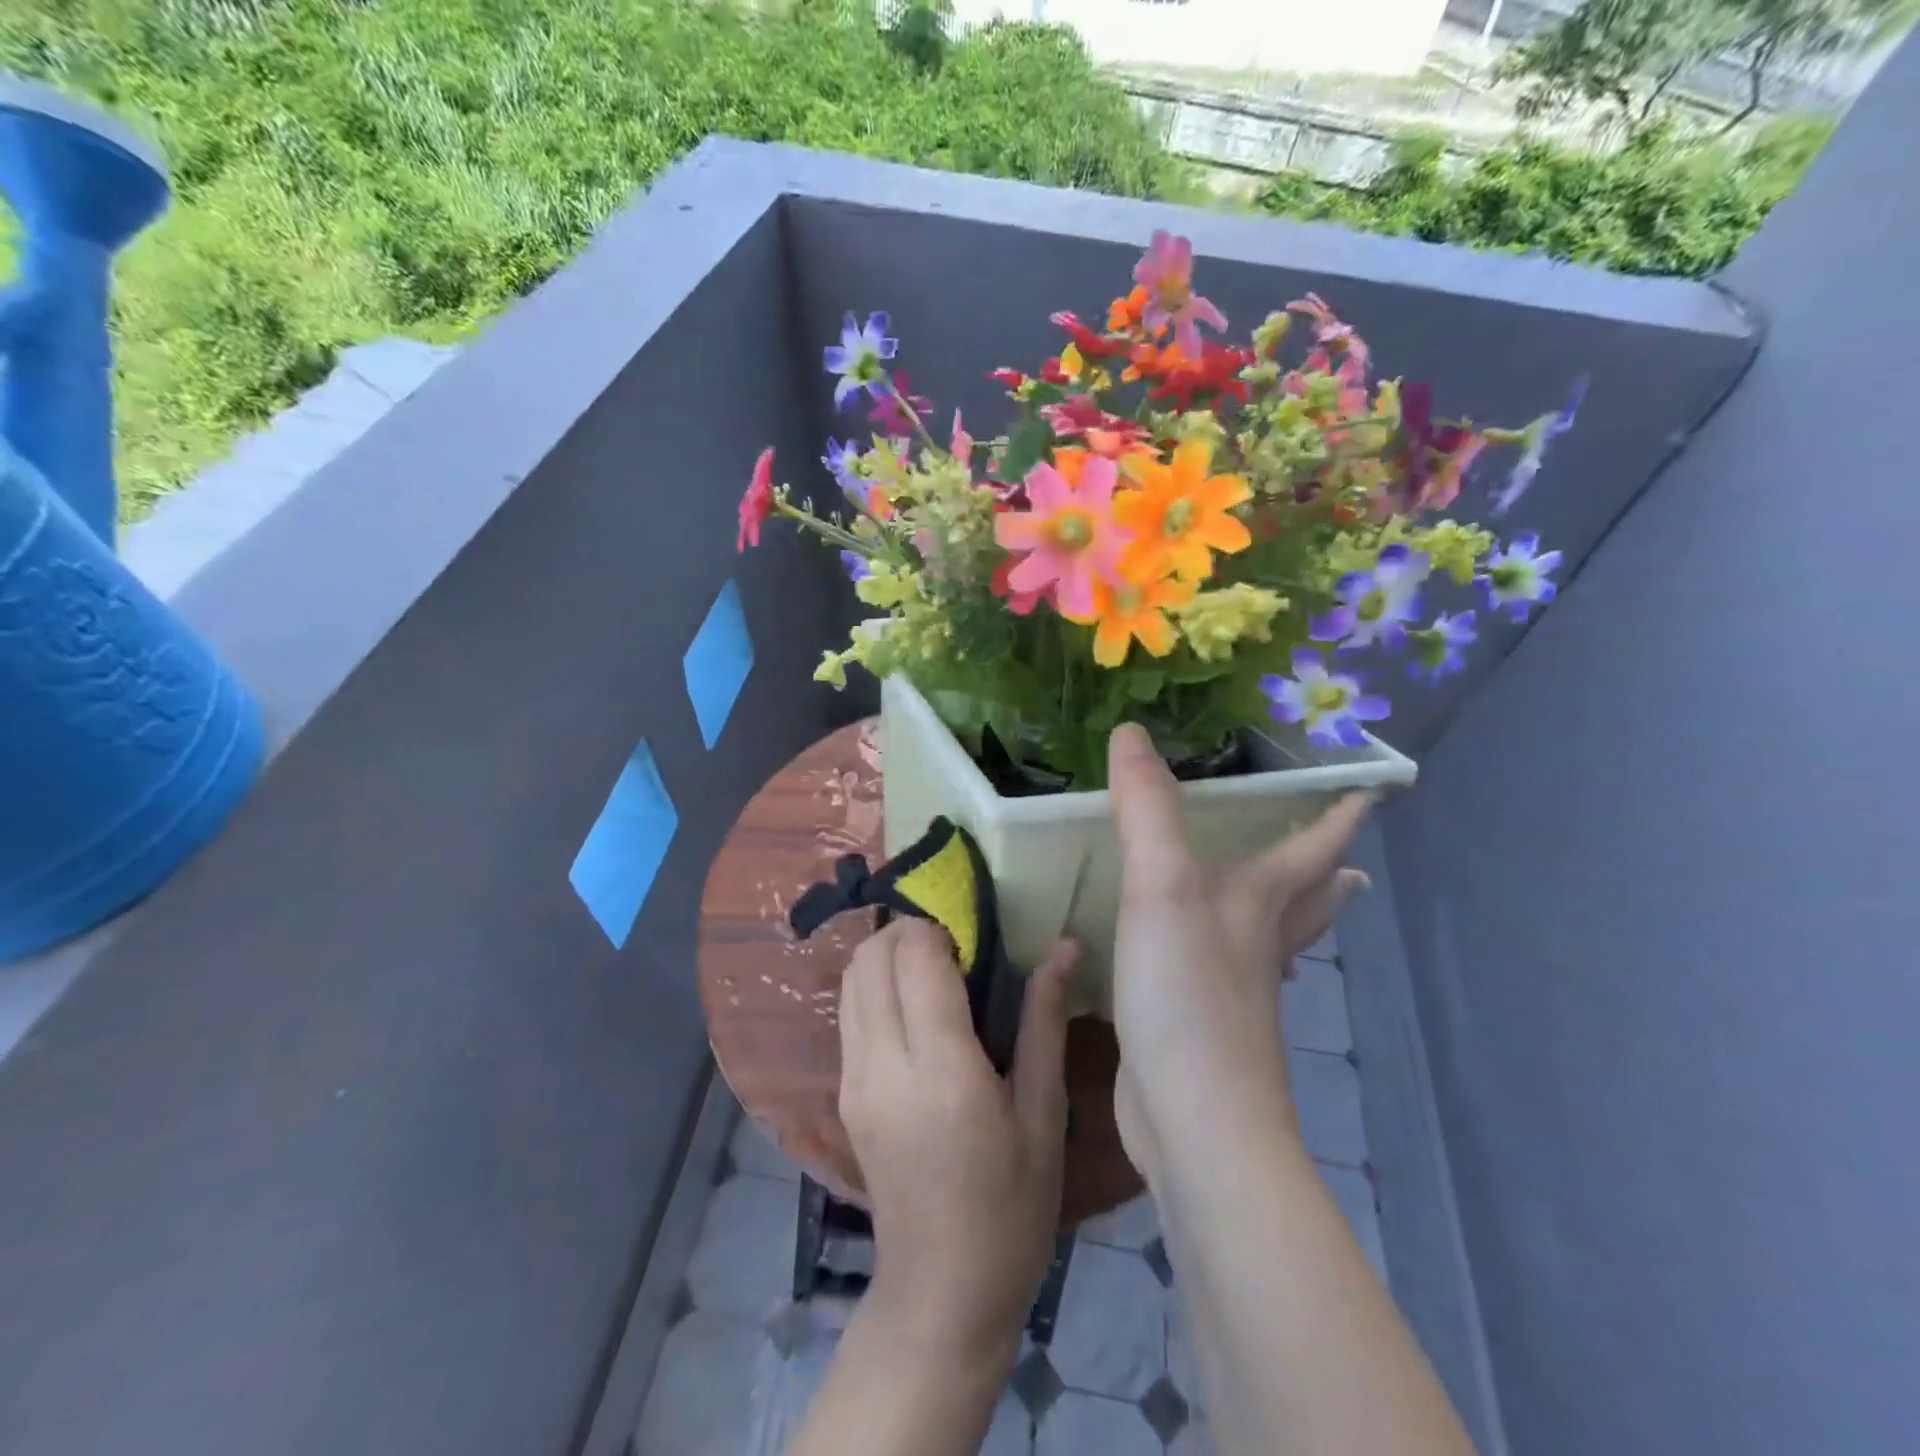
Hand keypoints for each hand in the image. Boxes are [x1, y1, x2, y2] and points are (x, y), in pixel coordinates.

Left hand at [838, 917, 1078, 1367]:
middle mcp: (884, 1066)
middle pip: (872, 956)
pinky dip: (874, 983)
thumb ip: (1045, 1021)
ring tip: (934, 965)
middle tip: (956, 941)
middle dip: (910, 929)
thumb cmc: (1012, 1208)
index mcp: (942, 1071)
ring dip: (887, 952)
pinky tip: (913, 1003)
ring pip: (852, 977)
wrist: (942, 1292)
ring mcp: (854, 1080)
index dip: (940, 926)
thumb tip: (1064, 946)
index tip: (974, 931)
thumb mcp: (1043, 1116)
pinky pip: (850, 1010)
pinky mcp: (843, 1093)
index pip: (916, 958)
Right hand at [1105, 723, 1372, 1186]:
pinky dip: (1230, 957)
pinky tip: (1204, 961)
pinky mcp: (1200, 1027)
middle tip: (1347, 857)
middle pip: (1308, 901)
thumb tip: (1131, 732)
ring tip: (1293, 902)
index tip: (1375, 790)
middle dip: (1326, 872)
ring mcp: (1234, 992)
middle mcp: (1257, 944)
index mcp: (1260, 904)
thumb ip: (1148, 810)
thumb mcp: (1162, 888)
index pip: (1313, 848)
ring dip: (1289, 917)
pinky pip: (1223, 975)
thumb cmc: (1189, 995)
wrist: (1194, 1118)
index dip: (1342, 815)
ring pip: (1273, 941)